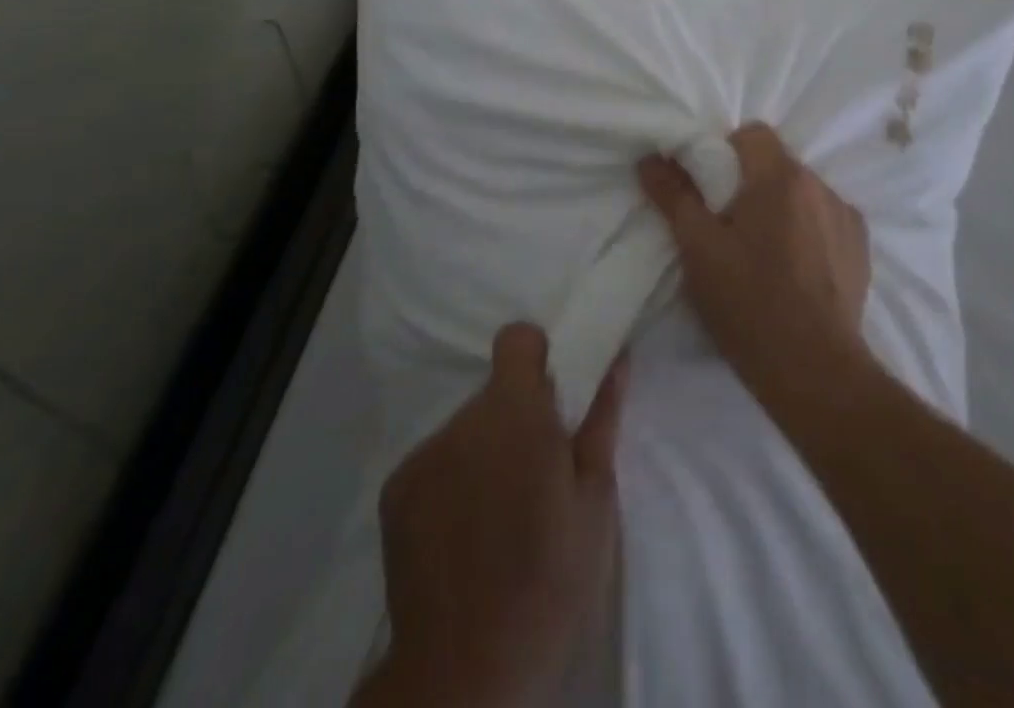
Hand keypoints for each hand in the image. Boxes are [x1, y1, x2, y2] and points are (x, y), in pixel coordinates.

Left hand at [354, 324, 626, 707]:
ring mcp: (424, 455)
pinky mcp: (396, 490)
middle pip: (494, 393)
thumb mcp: (595, 502)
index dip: (537, 356)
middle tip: (537, 476)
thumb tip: (616, 359)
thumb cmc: (550, 583)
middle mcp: (463, 420)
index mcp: (515, 413)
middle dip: (517, 419)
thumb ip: (601, 419)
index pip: (516, 340)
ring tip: (501, 515)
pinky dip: (453, 481)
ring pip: (467, 430)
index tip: (553, 397)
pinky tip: (465, 536)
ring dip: (486, 452)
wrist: (466, 674)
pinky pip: (436, 462)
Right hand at [637, 122, 871, 403]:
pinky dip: (807, 230)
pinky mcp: (861, 247)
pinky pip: (825, 219)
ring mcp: (846, 216)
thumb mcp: (699, 249)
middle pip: (776, 163)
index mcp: (781, 177)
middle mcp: (820, 185)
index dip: (725, 153)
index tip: (710, 191)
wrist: (816, 372)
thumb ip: (674, 195)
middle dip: (750, 184)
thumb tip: (650, 158)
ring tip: (763, 253)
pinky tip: (794, 269)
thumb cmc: (749, 305)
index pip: (752, 134)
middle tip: (728, 226)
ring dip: (780, 207)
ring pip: (801, 192)